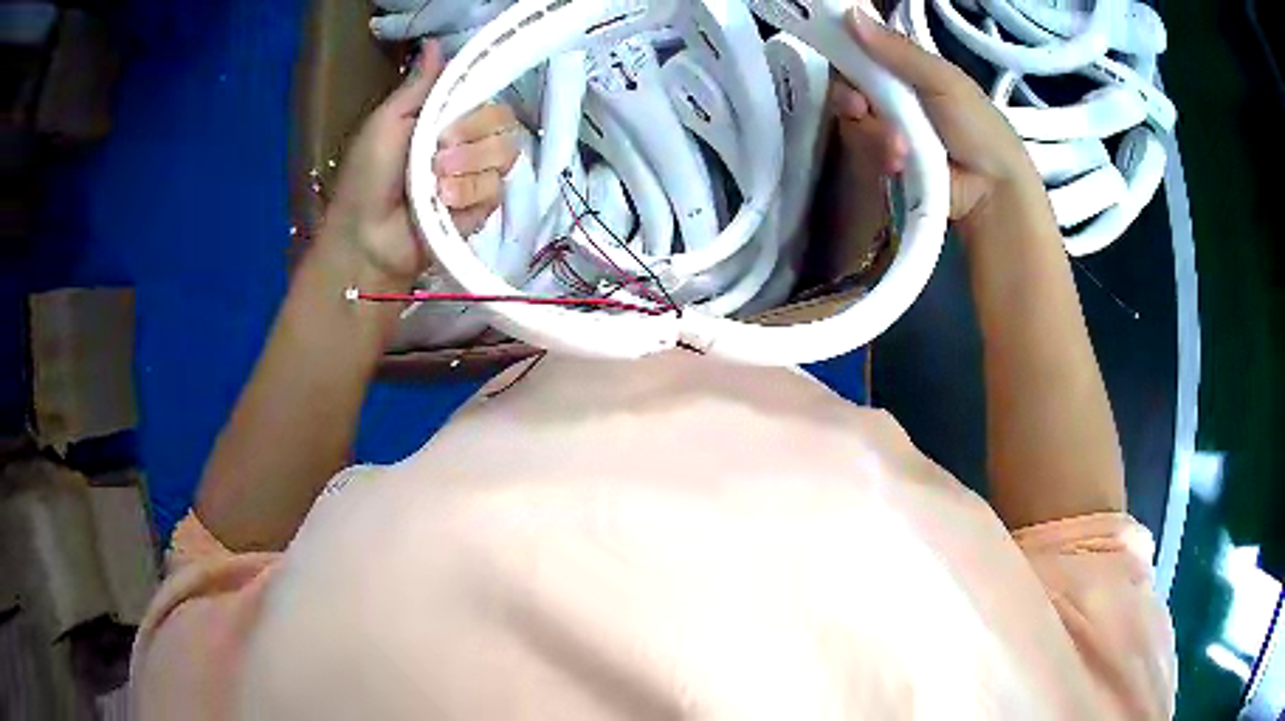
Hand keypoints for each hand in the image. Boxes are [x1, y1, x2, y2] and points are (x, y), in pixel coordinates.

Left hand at [326, 42, 520, 287]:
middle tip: (437, 156)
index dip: (476, 112)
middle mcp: (469, 144)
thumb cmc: (367, 177)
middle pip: (506, 125)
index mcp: (447, 121)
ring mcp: (478, 177)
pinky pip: (496, 189)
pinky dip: (468, 195)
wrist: (366, 236)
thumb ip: (418, 88)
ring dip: (466, 169)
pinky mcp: (483, 209)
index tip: (445, 127)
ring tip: (434, 186)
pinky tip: (443, 205)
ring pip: (505, 156)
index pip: (489, 102)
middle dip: (471, 140)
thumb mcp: (386, 123)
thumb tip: (435, 43)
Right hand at [829, 10, 1047, 230]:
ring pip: (852, 121)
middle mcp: (890, 97)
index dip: (842, 51)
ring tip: (901, 149)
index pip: (858, 53)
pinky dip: (878, 155)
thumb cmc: (978, 128)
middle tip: (861, 106)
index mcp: (905, 70)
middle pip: (846, 87)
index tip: (834, 54)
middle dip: (850, 97)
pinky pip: (863, 152)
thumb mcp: (944, 80)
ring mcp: (885, 132)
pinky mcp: (884, 164)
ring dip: (872, 134)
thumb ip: (899, 50)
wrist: (994, 191)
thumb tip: (851, 14)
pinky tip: (899, 163)